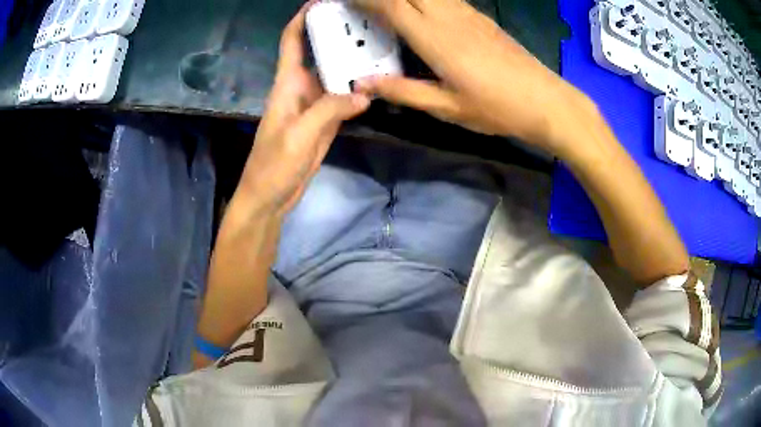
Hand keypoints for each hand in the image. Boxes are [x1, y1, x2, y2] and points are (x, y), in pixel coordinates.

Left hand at [237, 1, 369, 218]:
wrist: (270, 195)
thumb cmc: (273, 164)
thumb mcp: (299, 135)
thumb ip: (329, 111)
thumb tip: (365, 95)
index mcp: (287, 84)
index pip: (291, 41)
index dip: (302, 19)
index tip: (321, 2)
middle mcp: (301, 87)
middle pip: (319, 52)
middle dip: (338, 34)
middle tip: (368, 22)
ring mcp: (315, 104)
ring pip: (335, 74)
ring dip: (352, 61)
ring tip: (380, 45)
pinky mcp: (325, 121)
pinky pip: (343, 98)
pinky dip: (358, 89)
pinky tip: (376, 82)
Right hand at [354, 0, 591, 152]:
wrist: (545, 100)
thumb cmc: (496, 107)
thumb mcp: (446, 107)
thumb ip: (402, 91)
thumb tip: (363, 84)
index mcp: (434, 38)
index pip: (390, 4)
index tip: (343, 0)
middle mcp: (448, 16)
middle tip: (361, 5)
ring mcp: (466, 13)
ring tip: (386, 7)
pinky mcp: (479, 16)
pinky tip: (418, 8)